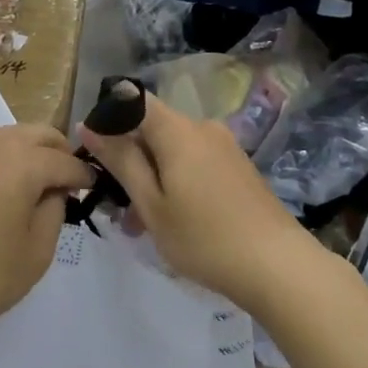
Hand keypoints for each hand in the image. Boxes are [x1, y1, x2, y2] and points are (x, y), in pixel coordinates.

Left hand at [0, 125, 93, 349]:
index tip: (93, 188)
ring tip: (36, 186)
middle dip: (59, 153)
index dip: (83, 175)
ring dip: (31, 152)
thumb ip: (55, 211)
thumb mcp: (37, 252)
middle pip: (40, 133)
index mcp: (23, 161)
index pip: (65, 160)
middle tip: (67, 184)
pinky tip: (3, 190)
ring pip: (12, 136)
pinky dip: (5, 159)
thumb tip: (53, 191)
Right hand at [80, 93, 317, 315]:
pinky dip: (176, 183)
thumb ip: (121, 161)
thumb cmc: (204, 237)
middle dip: (130, 161)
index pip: (133, 101)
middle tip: (117, 208)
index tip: (95, 155)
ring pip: (173, 151)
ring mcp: (225, 146)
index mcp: (177, 129)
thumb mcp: (152, 204)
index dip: (109, 121)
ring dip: (152, 179)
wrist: (278, 266)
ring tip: (141, 226)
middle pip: (153, 129)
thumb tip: (89, 126)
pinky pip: (195, 162)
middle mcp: (202, 127)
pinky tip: (173, 221)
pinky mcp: (238, 167)